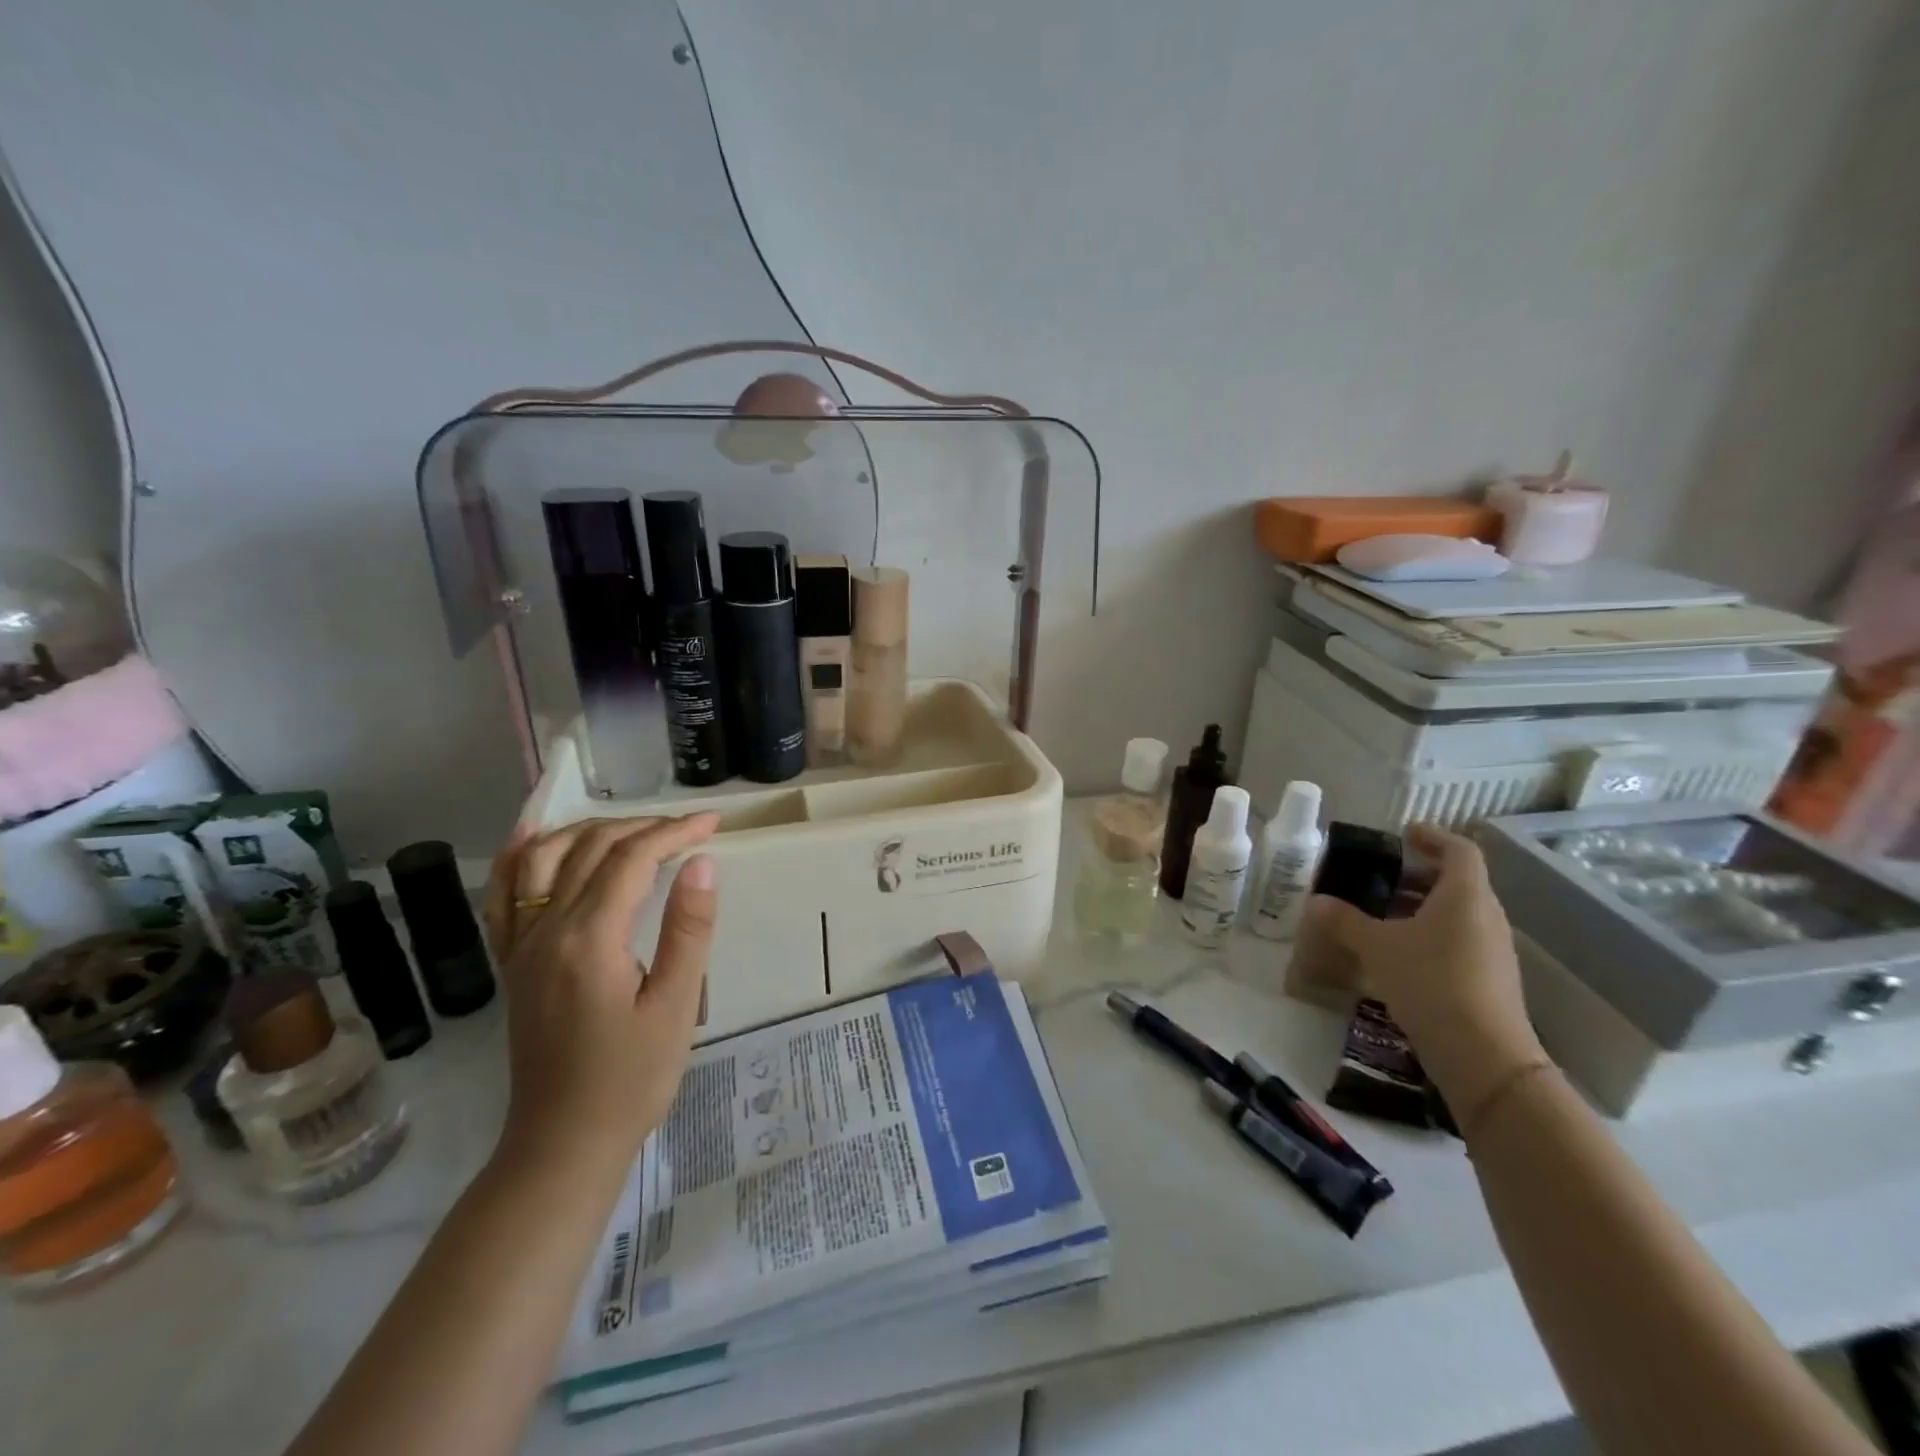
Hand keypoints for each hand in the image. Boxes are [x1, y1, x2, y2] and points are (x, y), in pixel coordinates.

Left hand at [481, 814, 720, 1175]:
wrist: (563, 1143)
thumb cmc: (631, 1079)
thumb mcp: (676, 1006)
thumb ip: (688, 929)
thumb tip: (702, 862)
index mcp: (589, 939)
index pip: (632, 859)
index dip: (674, 832)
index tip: (714, 823)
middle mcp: (546, 930)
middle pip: (590, 849)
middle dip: (642, 827)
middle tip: (688, 830)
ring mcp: (521, 945)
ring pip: (543, 858)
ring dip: (589, 830)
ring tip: (632, 827)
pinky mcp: (513, 962)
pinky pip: (504, 893)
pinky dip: (520, 855)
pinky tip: (535, 836)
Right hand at [1308, 823, 1545, 1115]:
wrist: (1484, 1056)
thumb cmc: (1430, 982)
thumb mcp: (1377, 947)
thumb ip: (1345, 920)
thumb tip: (1316, 902)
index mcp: (1465, 895)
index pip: (1459, 850)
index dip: (1433, 837)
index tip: (1405, 833)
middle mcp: (1487, 916)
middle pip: (1459, 882)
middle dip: (1421, 875)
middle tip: (1383, 876)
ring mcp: (1494, 950)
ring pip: (1459, 914)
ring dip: (1425, 907)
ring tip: (1384, 914)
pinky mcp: (1491, 980)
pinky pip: (1461, 941)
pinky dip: (1433, 935)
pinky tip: (1401, 954)